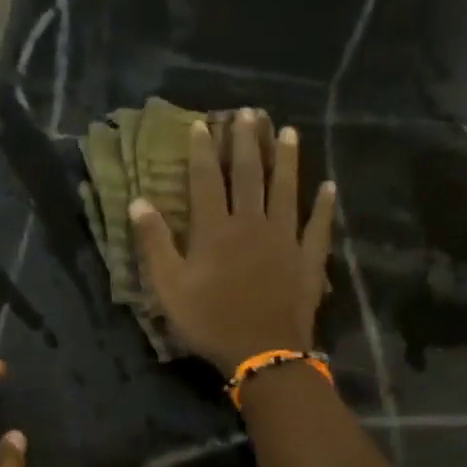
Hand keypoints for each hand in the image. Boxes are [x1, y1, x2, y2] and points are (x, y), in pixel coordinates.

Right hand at [130, 108, 338, 373]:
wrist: (262, 352)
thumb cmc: (208, 320)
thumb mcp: (168, 286)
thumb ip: (154, 242)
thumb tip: (138, 201)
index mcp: (214, 229)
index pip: (205, 180)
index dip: (202, 151)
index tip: (203, 124)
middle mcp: (251, 223)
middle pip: (248, 175)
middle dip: (246, 143)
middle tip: (248, 113)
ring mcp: (285, 239)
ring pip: (286, 190)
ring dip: (286, 160)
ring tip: (287, 131)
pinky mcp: (309, 258)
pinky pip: (318, 225)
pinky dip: (324, 205)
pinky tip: (329, 186)